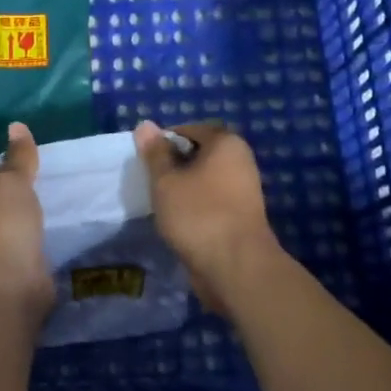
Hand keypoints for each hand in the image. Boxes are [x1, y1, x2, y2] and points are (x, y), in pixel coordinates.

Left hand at [0, 121, 53, 319]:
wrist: (10, 289)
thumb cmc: (2, 229)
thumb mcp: (12, 183)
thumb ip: (18, 156)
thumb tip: (16, 126)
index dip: (6, 163)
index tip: (31, 159)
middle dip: (17, 192)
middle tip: (47, 180)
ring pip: (9, 225)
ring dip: (27, 217)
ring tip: (53, 203)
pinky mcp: (7, 271)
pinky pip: (22, 246)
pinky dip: (34, 238)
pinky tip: (52, 231)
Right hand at [133, 120, 280, 313]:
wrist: (236, 266)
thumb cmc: (198, 214)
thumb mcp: (166, 180)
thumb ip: (155, 153)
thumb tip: (145, 125)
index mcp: (226, 143)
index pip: (189, 130)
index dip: (164, 141)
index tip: (146, 161)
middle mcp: (240, 161)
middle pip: (199, 154)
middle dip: (174, 165)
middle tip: (151, 182)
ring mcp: (244, 190)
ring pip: (204, 180)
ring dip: (183, 188)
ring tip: (161, 203)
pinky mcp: (241, 216)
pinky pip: (211, 201)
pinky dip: (195, 206)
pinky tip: (178, 221)